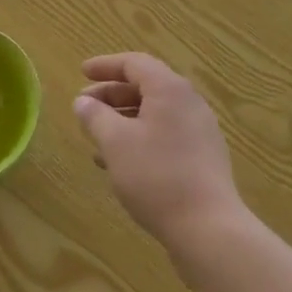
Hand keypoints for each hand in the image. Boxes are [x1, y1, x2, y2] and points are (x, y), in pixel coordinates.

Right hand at [73, 52, 247, 257]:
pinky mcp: (203, 158)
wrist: (208, 228)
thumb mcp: (115, 143)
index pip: (134, 63)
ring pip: (154, 113)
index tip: (82, 73)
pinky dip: (140, 138)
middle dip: (111, 95)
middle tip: (84, 107)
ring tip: (96, 137)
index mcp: (169, 89)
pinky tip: (120, 162)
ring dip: (123, 119)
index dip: (105, 66)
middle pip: (146, 87)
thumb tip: (83, 102)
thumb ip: (95, 117)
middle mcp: (189, 103)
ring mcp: (200, 131)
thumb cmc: (157, 176)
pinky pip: (165, 135)